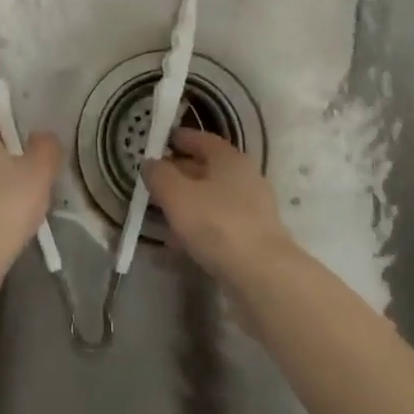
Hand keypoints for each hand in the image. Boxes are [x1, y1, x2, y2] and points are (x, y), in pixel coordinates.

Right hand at [144, 128, 296, 282]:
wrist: (262, 275)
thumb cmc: (216, 224)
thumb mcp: (176, 195)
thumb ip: (159, 175)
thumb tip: (150, 163)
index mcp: (229, 159)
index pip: (202, 139)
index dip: (180, 138)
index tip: (160, 142)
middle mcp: (245, 178)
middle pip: (207, 169)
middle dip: (179, 174)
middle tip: (154, 182)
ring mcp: (252, 209)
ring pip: (212, 199)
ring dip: (187, 204)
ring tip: (161, 216)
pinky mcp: (253, 238)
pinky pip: (218, 224)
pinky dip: (198, 228)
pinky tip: (179, 244)